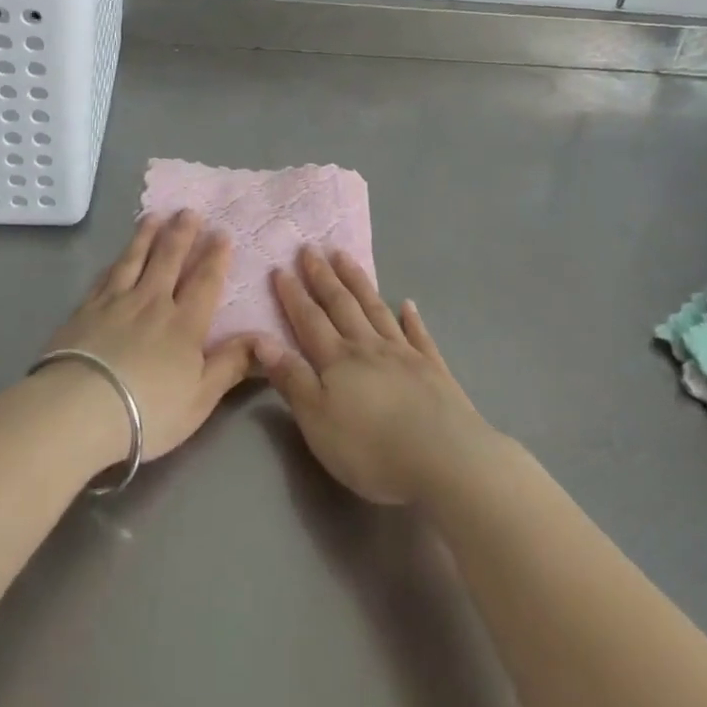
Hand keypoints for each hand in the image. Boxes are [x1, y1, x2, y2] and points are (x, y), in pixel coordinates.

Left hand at [41, 210, 256, 463]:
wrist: (80, 408)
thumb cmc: (148, 410)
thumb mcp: (200, 398)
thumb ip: (231, 365)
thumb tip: (263, 337)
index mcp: (185, 324)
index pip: (205, 282)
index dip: (215, 256)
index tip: (221, 232)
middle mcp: (153, 302)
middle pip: (169, 260)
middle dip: (182, 234)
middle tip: (189, 211)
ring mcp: (117, 302)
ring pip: (135, 260)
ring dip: (147, 236)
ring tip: (155, 216)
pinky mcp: (86, 309)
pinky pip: (106, 276)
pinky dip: (116, 261)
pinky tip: (118, 255)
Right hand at [256, 248, 501, 505]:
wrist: (445, 458)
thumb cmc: (371, 448)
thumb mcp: (317, 420)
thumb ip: (291, 379)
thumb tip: (261, 339)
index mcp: (338, 360)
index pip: (309, 320)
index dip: (293, 296)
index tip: (280, 268)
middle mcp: (369, 347)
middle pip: (342, 305)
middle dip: (324, 277)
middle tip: (311, 249)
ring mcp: (405, 354)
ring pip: (376, 310)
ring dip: (359, 283)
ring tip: (345, 258)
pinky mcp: (434, 370)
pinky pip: (419, 335)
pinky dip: (412, 318)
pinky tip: (409, 304)